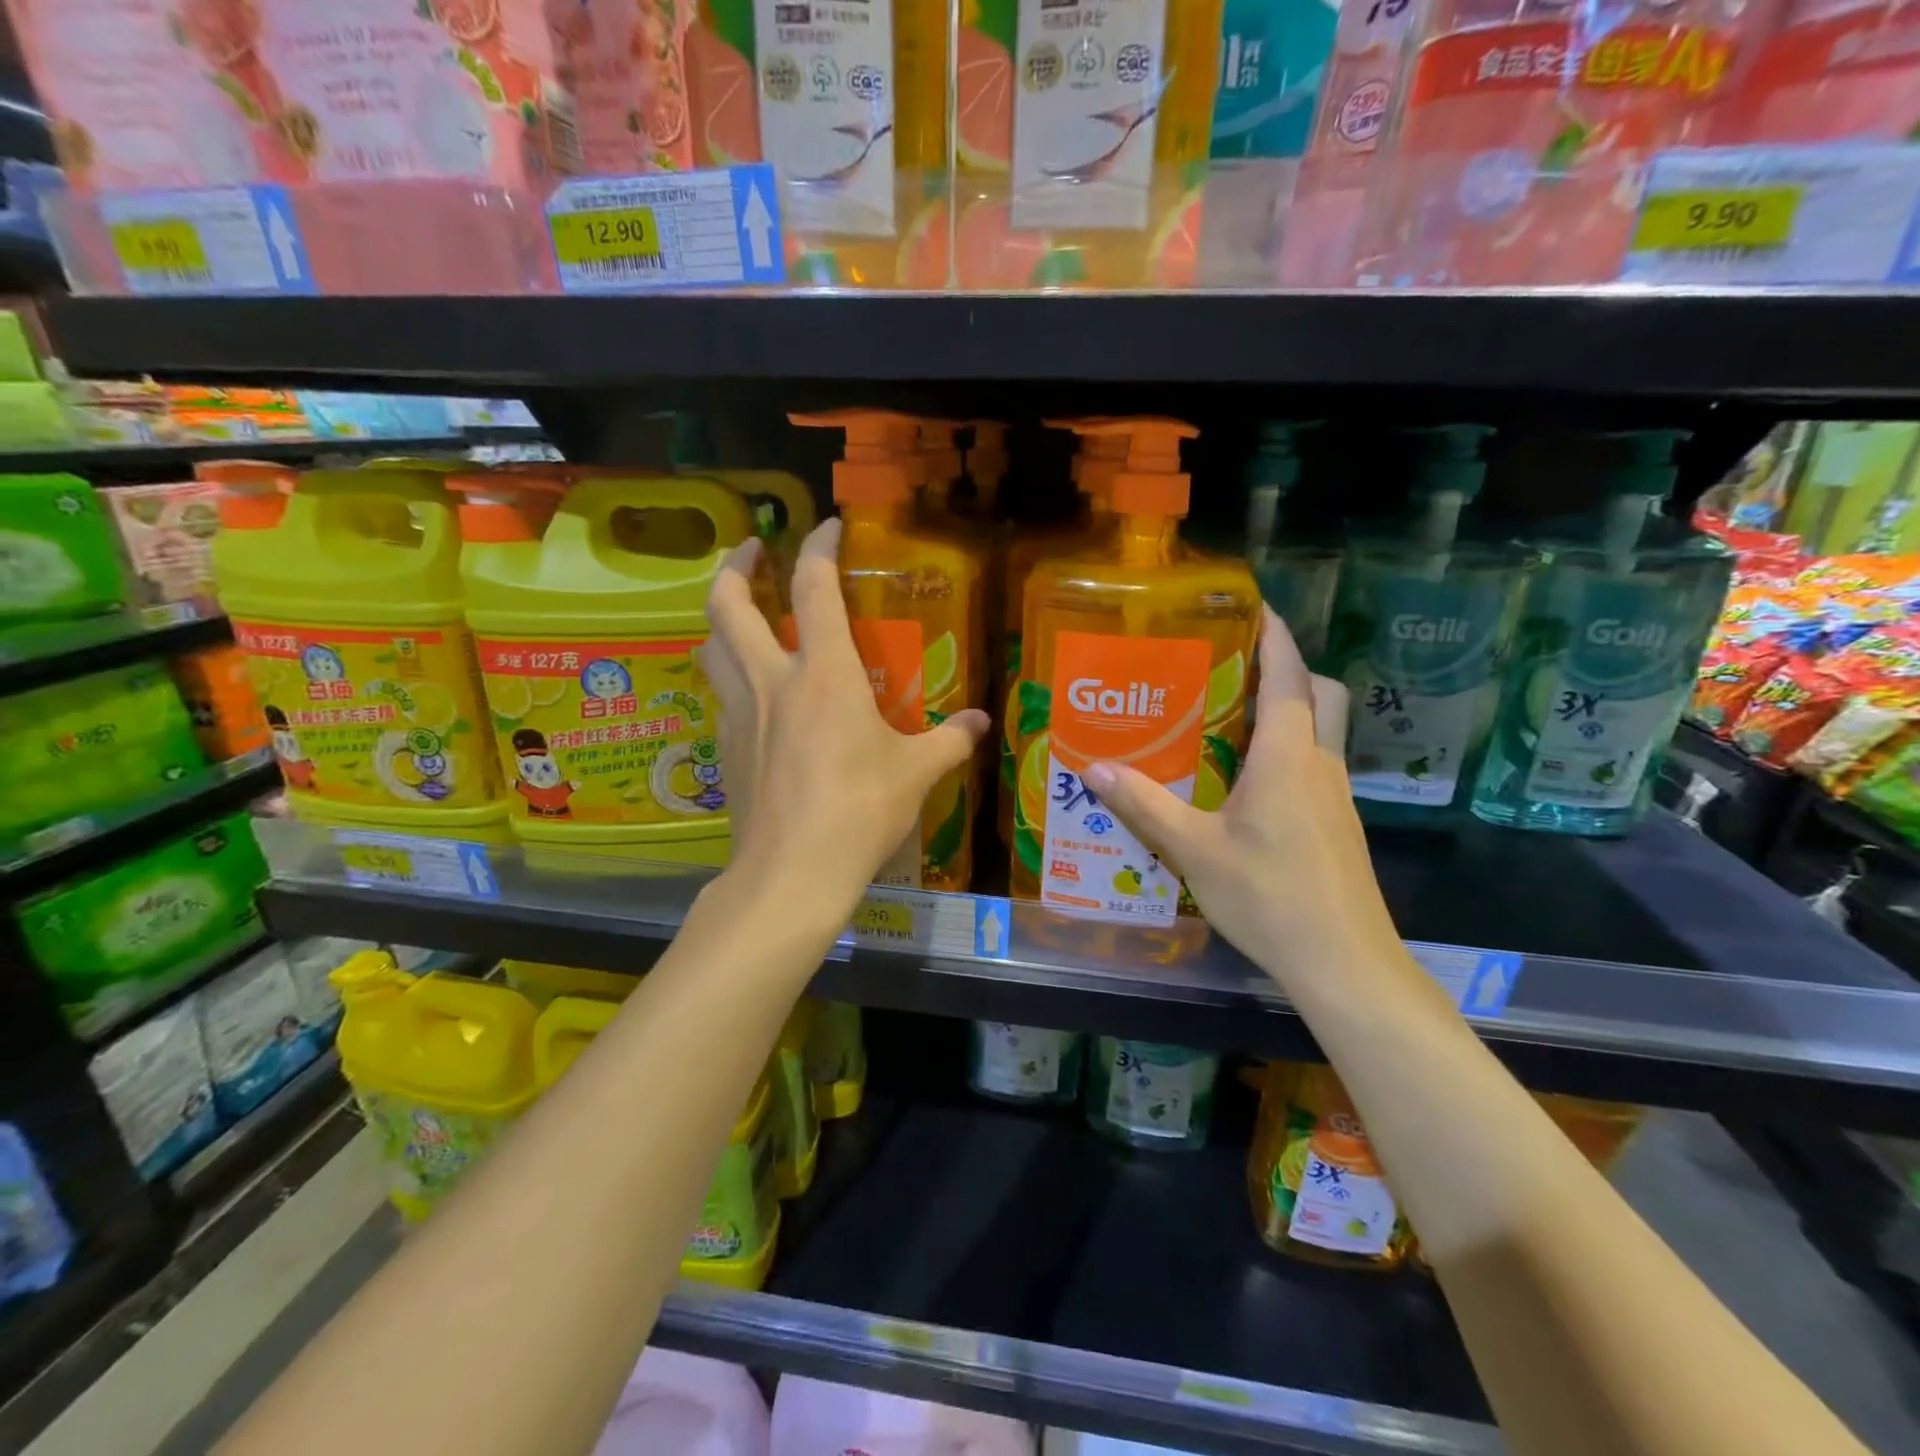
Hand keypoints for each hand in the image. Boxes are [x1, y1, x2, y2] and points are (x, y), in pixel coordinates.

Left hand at [700, 520, 990, 915]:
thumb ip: (949, 741)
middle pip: (727, 605)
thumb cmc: (859, 813)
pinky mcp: (726, 750)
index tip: (827, 526)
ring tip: (741, 613)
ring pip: (711, 647)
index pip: (813, 587)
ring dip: (721, 617)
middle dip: (736, 565)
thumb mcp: (916, 774)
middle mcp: (772, 682)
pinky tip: (754, 695)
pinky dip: (731, 677)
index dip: (819, 547)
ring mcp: (740, 715)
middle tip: (752, 550)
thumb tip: (979, 724)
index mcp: (823, 675)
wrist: (791, 874)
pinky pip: (721, 695)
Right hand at [1084, 607, 1404, 988]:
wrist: (1344, 963)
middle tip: (1235, 669)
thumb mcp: (1194, 849)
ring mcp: (1336, 797)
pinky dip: (1288, 754)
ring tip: (1229, 720)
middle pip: (1320, 696)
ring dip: (1287, 713)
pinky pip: (1314, 768)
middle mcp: (1320, 765)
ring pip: (1320, 733)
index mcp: (1287, 757)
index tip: (1255, 606)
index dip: (1275, 636)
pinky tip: (1248, 785)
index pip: (1289, 677)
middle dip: (1289, 670)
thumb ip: (1145, 805)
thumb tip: (1096, 767)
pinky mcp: (1339, 826)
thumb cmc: (1269, 896)